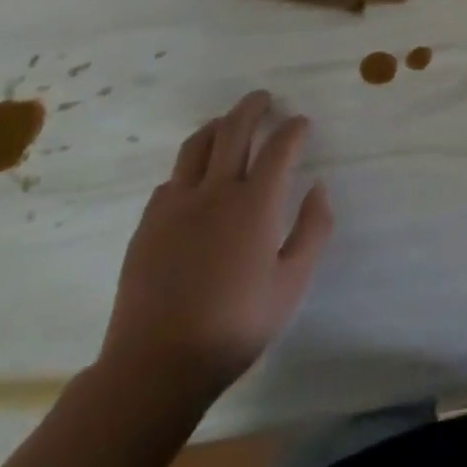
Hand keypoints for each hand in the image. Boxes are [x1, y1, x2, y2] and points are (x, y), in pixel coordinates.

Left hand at [99, 90, 332, 398]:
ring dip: (217, 127)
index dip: (294, 128)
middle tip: (264, 98)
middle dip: (253, 107)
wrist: (154, 368)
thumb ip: (313, 229)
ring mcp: (176, 207)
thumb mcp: (293, 283)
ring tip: (227, 123)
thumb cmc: (235, 325)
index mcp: (256, 202)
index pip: (281, 146)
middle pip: (234, 129)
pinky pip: (171, 180)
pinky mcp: (147, 227)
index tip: (302, 124)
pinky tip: (194, 180)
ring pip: (196, 146)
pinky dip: (189, 168)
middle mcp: (216, 192)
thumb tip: (319, 188)